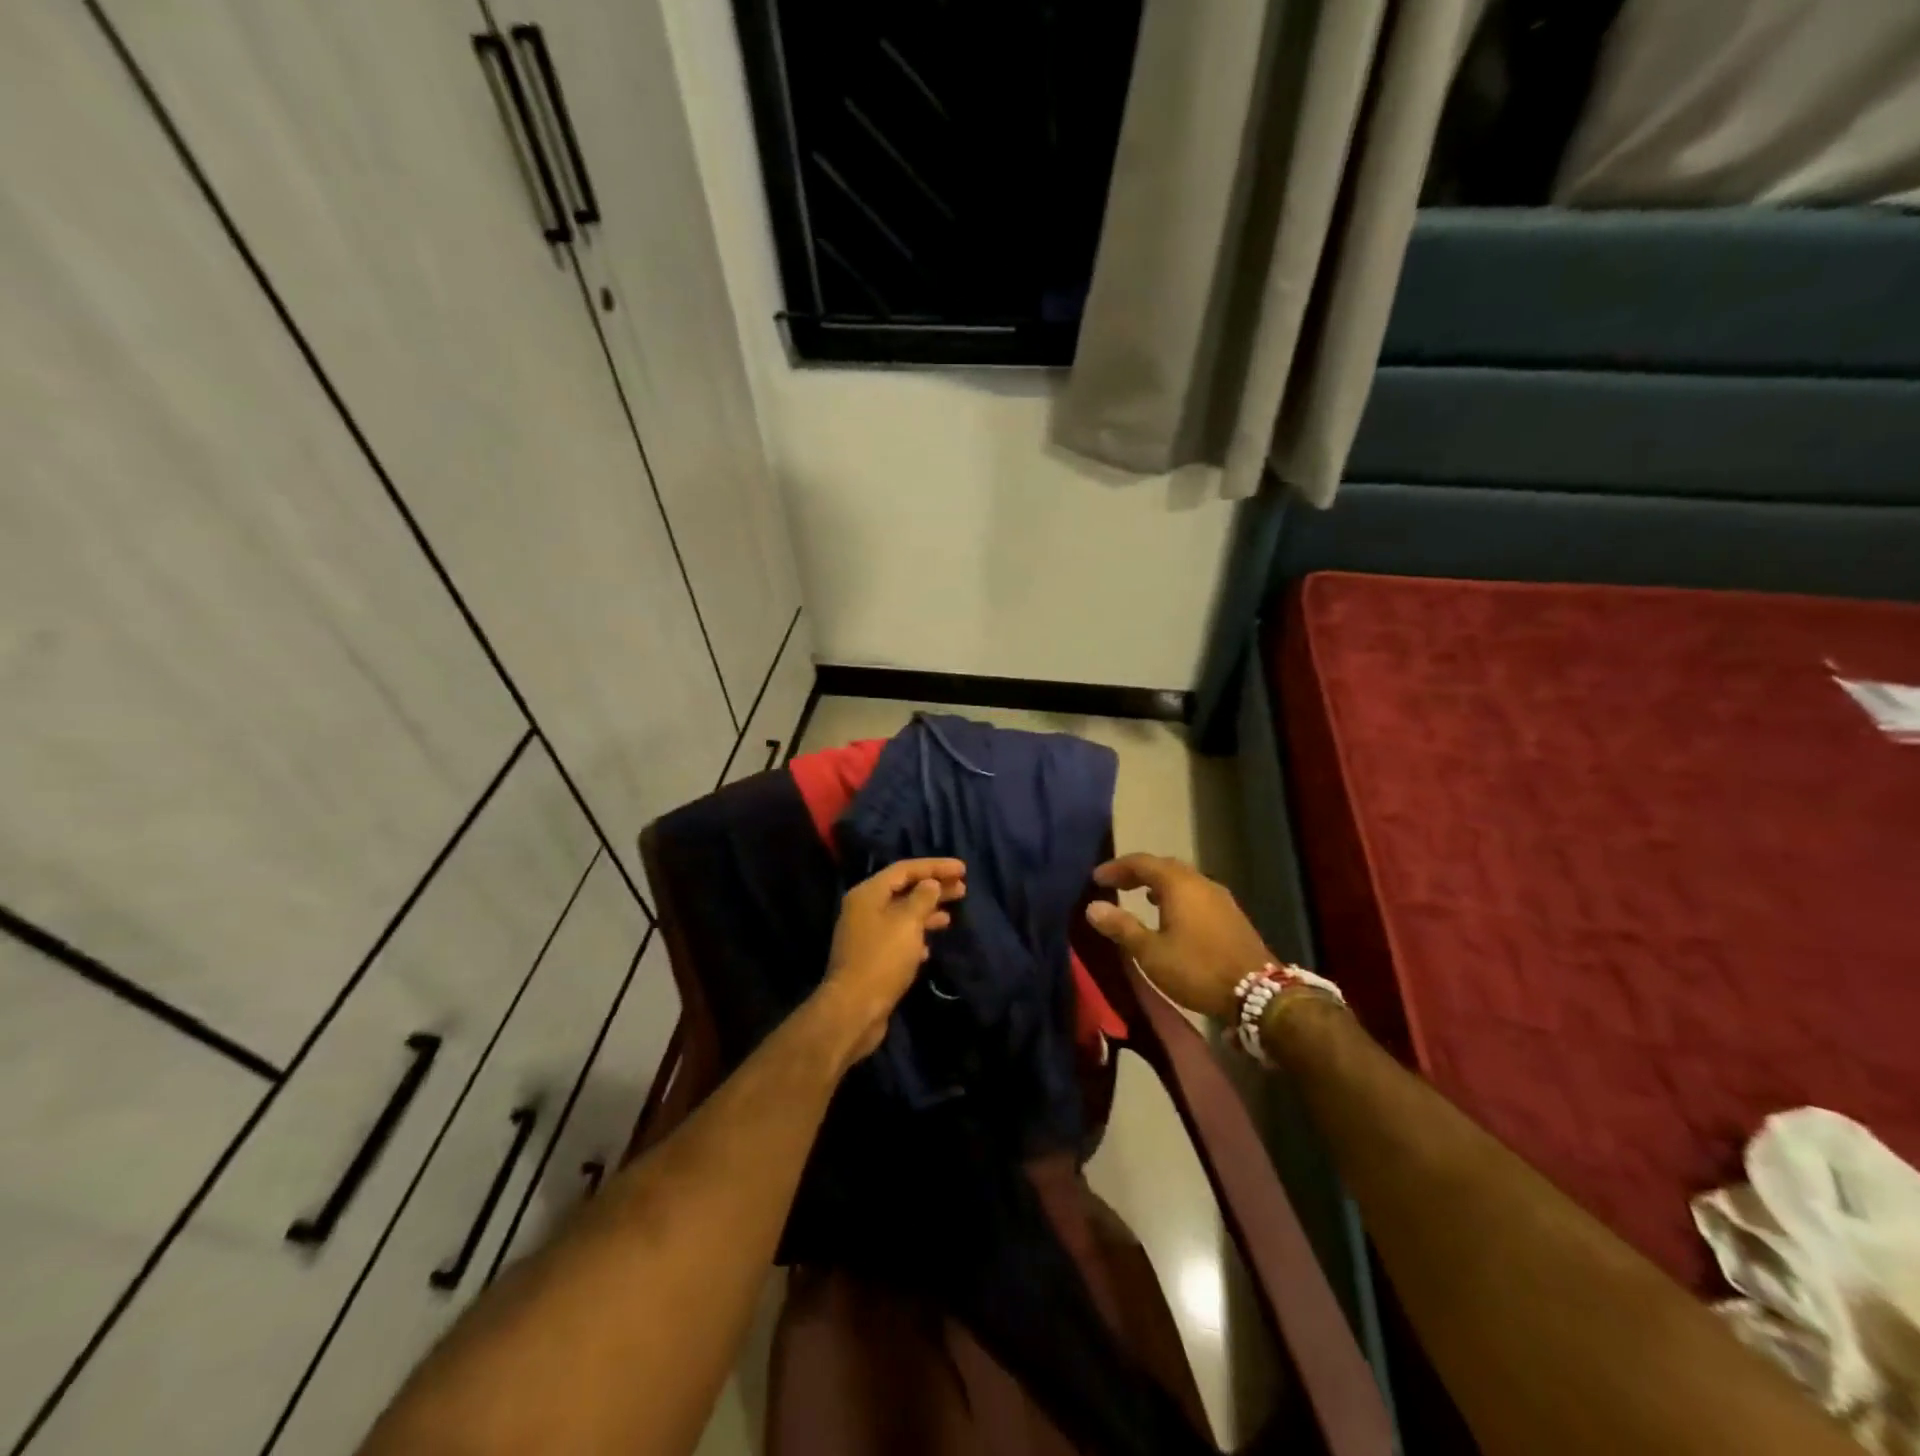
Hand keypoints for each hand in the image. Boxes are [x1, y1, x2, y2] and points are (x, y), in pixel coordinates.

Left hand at [821, 857, 965, 1061]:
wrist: (854, 1009)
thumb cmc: (882, 959)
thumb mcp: (907, 923)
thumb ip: (922, 898)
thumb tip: (930, 884)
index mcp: (868, 893)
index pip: (905, 869)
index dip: (935, 866)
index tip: (962, 869)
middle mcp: (864, 909)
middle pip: (904, 890)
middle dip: (933, 888)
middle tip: (962, 888)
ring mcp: (866, 934)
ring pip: (902, 914)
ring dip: (927, 912)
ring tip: (951, 915)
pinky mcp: (871, 957)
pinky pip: (897, 937)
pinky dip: (915, 936)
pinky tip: (929, 946)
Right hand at [1083, 854, 1270, 1019]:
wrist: (1258, 994)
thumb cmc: (1197, 969)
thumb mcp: (1151, 952)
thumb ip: (1122, 927)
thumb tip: (1093, 907)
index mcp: (1178, 884)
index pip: (1141, 862)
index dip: (1117, 867)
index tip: (1096, 878)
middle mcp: (1200, 882)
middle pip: (1164, 866)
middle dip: (1137, 872)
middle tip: (1115, 884)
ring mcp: (1220, 897)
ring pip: (1183, 880)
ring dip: (1159, 884)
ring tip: (1140, 897)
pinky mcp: (1231, 914)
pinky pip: (1196, 894)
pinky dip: (1177, 896)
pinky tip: (1171, 916)